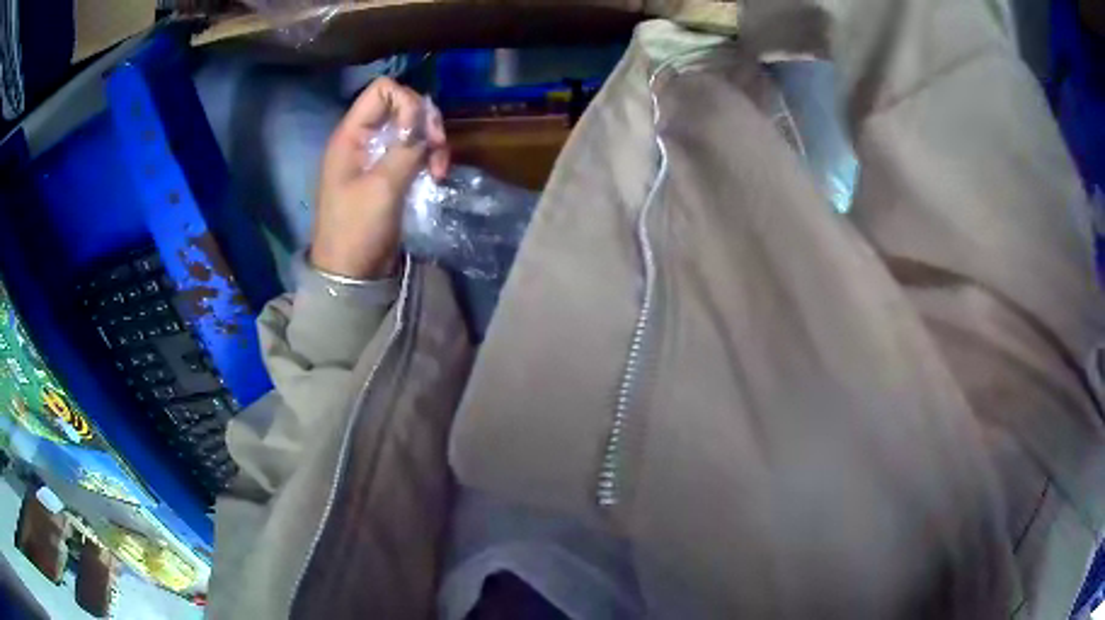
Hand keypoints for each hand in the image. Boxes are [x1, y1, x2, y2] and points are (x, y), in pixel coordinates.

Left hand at [311, 78, 449, 278]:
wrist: (352, 272)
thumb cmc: (358, 229)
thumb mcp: (382, 187)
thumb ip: (406, 149)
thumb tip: (426, 123)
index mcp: (351, 135)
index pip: (382, 90)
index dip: (407, 102)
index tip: (417, 133)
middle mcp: (364, 138)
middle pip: (402, 105)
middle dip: (425, 122)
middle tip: (437, 146)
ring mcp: (377, 155)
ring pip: (413, 128)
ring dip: (432, 142)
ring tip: (439, 168)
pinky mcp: (390, 172)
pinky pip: (414, 150)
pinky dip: (429, 157)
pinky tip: (437, 175)